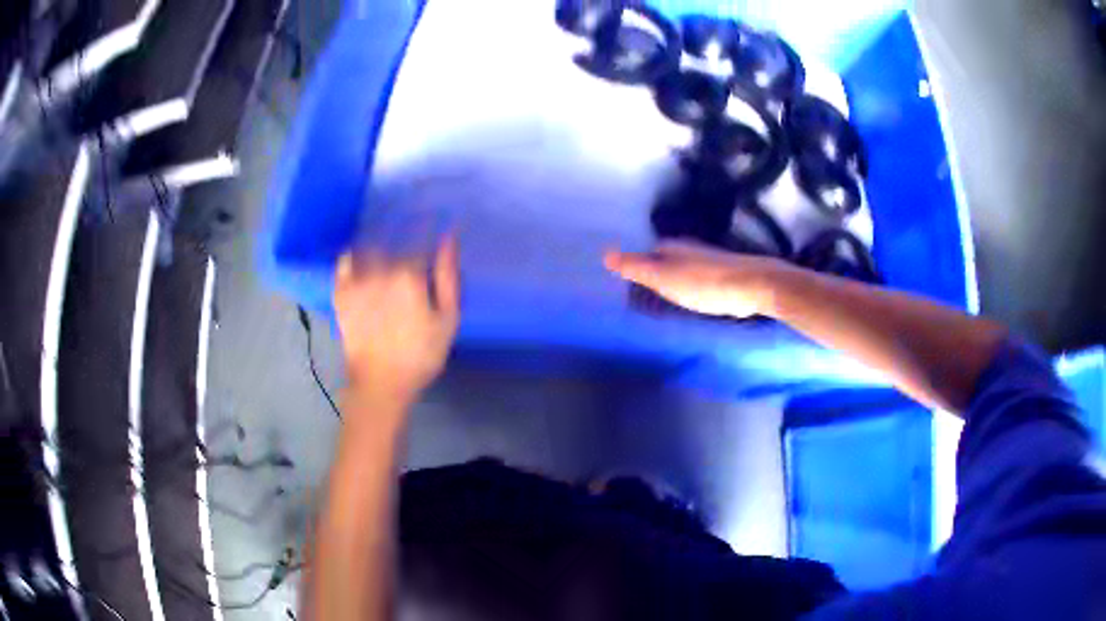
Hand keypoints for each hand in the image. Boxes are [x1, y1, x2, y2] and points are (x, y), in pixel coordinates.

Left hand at [334, 236, 459, 403]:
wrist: (380, 382)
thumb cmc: (420, 354)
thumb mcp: (447, 319)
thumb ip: (449, 276)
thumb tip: (449, 238)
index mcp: (410, 274)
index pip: (421, 238)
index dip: (429, 226)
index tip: (436, 219)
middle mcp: (380, 269)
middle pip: (393, 238)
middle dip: (404, 229)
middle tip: (411, 229)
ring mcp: (356, 279)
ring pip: (368, 245)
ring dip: (379, 238)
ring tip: (387, 238)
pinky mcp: (341, 292)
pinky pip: (345, 261)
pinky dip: (354, 254)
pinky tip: (362, 256)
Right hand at [604, 240, 787, 317]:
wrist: (752, 286)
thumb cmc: (704, 283)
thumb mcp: (663, 277)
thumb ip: (635, 267)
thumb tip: (604, 253)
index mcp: (670, 246)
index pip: (643, 251)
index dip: (633, 264)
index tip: (621, 282)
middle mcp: (687, 249)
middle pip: (661, 259)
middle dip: (651, 271)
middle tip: (636, 294)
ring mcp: (705, 262)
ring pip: (679, 269)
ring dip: (669, 280)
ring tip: (657, 300)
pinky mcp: (720, 276)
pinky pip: (694, 280)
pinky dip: (686, 288)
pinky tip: (686, 302)